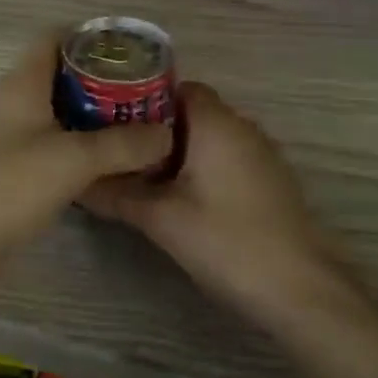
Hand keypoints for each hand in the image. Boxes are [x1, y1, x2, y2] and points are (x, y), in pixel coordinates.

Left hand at [0, 32, 171, 302]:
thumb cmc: (11, 185)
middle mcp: (12, 100)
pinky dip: (76, 141)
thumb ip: (124, 144)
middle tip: (140, 91)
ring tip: (132, 122)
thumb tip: (167, 134)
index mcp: (22, 83)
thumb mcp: (75, 160)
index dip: (90, 37)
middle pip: (59, 73)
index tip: (129, 51)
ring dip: (90, 112)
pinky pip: (49, 139)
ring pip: (55, 108)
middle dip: (99, 77)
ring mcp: (7, 133)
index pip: (54, 38)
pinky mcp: (9, 164)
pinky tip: (105, 159)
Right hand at [83, 82, 332, 323]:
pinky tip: (184, 199)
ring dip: (180, 152)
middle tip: (120, 152)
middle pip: (192, 112)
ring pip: (211, 137)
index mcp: (216, 122)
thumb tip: (76, 182)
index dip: (143, 99)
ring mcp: (262, 154)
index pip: (176, 87)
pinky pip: (229, 158)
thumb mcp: (161, 219)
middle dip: (156, 129)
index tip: (114, 121)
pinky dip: (203, 168)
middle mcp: (243, 126)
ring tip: (144, 176)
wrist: (302, 291)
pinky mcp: (272, 181)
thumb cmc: (227, 241)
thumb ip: (116, 195)